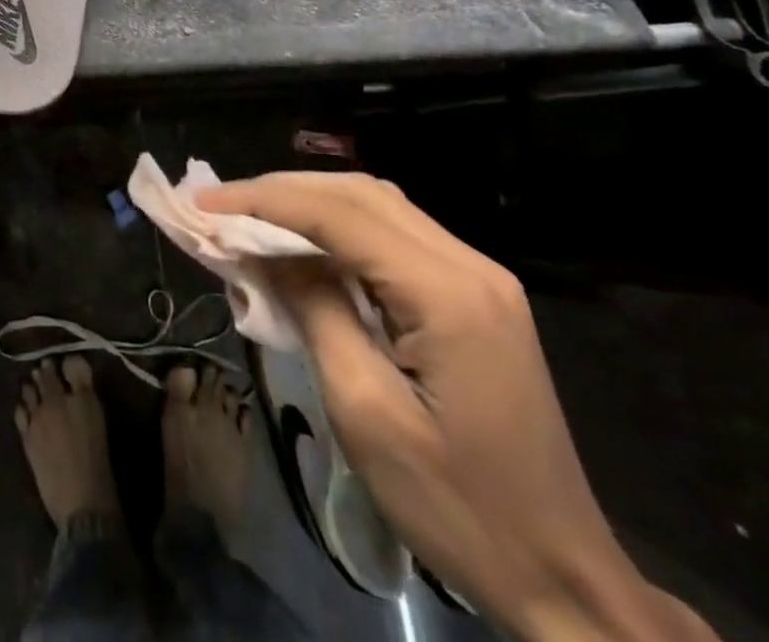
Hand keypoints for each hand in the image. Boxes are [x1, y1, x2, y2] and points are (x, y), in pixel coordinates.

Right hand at [196, 174, 715, 641]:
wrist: (564, 578)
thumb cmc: (459, 508)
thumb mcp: (366, 412)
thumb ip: (315, 311)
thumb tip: (265, 251)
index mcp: (447, 293)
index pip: (339, 214)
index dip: (264, 200)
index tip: (204, 204)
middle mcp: (470, 264)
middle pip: (360, 193)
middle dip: (282, 191)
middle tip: (219, 207)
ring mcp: (479, 277)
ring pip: (378, 204)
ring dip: (309, 202)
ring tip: (250, 219)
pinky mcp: (476, 295)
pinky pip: (394, 235)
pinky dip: (339, 227)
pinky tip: (306, 246)